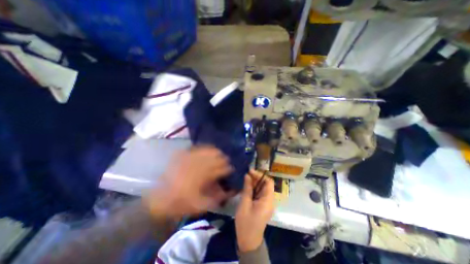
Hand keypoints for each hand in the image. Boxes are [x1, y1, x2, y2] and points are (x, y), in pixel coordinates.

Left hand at [142, 146, 231, 218]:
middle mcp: (199, 165)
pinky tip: (208, 149)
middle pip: (216, 158)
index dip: (228, 168)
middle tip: (227, 161)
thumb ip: (216, 198)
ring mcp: (190, 159)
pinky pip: (197, 148)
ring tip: (220, 153)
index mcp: (204, 177)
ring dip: (216, 152)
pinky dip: (205, 148)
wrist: (159, 200)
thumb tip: (228, 190)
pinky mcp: (183, 156)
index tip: (232, 169)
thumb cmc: (181, 204)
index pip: (221, 169)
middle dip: (223, 159)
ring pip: (208, 151)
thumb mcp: (201, 206)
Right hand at [235, 170, 276, 252]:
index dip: (260, 175)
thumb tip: (247, 176)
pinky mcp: (262, 206)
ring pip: (262, 188)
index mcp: (268, 200)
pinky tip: (246, 186)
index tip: (250, 171)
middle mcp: (269, 200)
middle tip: (246, 174)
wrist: (248, 241)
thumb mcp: (245, 204)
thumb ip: (247, 189)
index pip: (269, 182)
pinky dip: (254, 188)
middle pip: (265, 184)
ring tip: (245, 178)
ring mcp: (266, 203)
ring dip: (255, 183)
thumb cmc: (246, 223)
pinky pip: (260, 194)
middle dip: (256, 178)